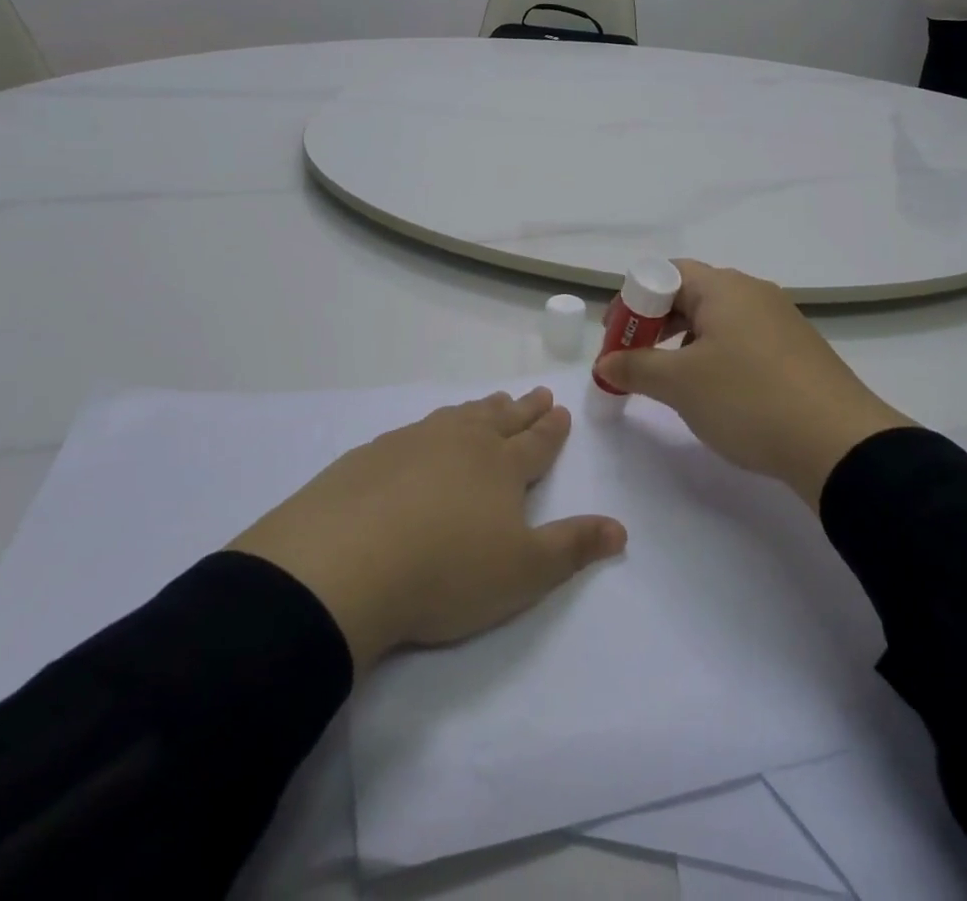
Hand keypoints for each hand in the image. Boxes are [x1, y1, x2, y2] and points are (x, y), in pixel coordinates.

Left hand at [228, 388, 624, 671]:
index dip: (551, 428)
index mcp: (502, 466)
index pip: (536, 442)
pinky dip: (434, 426)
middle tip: (537, 393)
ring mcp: (414, 443)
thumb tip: (620, 528)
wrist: (346, 563)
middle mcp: (462, 443)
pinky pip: (416, 430)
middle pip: (500, 419)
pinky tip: (425, 435)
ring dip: (480, 410)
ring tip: (490, 403)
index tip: (561, 408)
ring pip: (458, 418)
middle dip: (523, 408)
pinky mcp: (373, 455)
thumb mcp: (523, 572)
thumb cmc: (447, 571)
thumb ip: (572, 547)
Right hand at [594, 261, 912, 506]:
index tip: (616, 339)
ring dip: (683, 342)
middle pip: (689, 294)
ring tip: (670, 380)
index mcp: (723, 287)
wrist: (840, 444)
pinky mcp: (796, 350)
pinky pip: (742, 340)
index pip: (664, 274)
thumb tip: (605, 363)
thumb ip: (635, 368)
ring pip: (717, 319)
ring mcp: (779, 320)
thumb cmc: (748, 399)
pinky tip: (714, 392)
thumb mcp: (680, 385)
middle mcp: (752, 292)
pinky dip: (715, 356)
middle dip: (655, 324)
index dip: (632, 303)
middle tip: (634, 359)